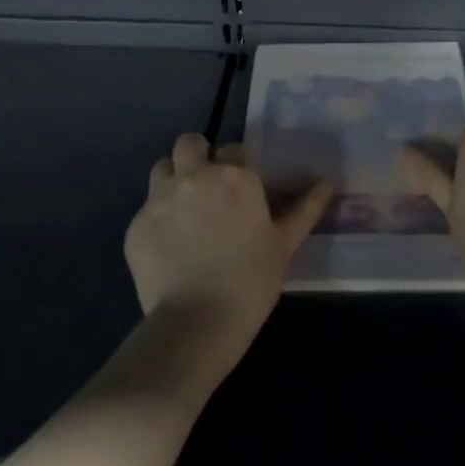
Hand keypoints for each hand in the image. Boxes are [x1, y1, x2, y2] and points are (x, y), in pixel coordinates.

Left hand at [124, 133, 334, 335]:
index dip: (237, 164)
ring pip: (161, 168)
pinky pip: (145, 209)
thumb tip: (329, 183)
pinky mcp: (136, 225)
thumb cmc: (251, 281)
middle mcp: (195, 176)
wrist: (197, 322)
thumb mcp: (284, 245)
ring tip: (183, 208)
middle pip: (188, 143)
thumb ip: (305, 209)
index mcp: (235, 177)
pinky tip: (168, 246)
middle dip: (197, 154)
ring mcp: (160, 199)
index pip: (235, 149)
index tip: (241, 187)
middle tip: (206, 182)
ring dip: (172, 178)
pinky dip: (156, 219)